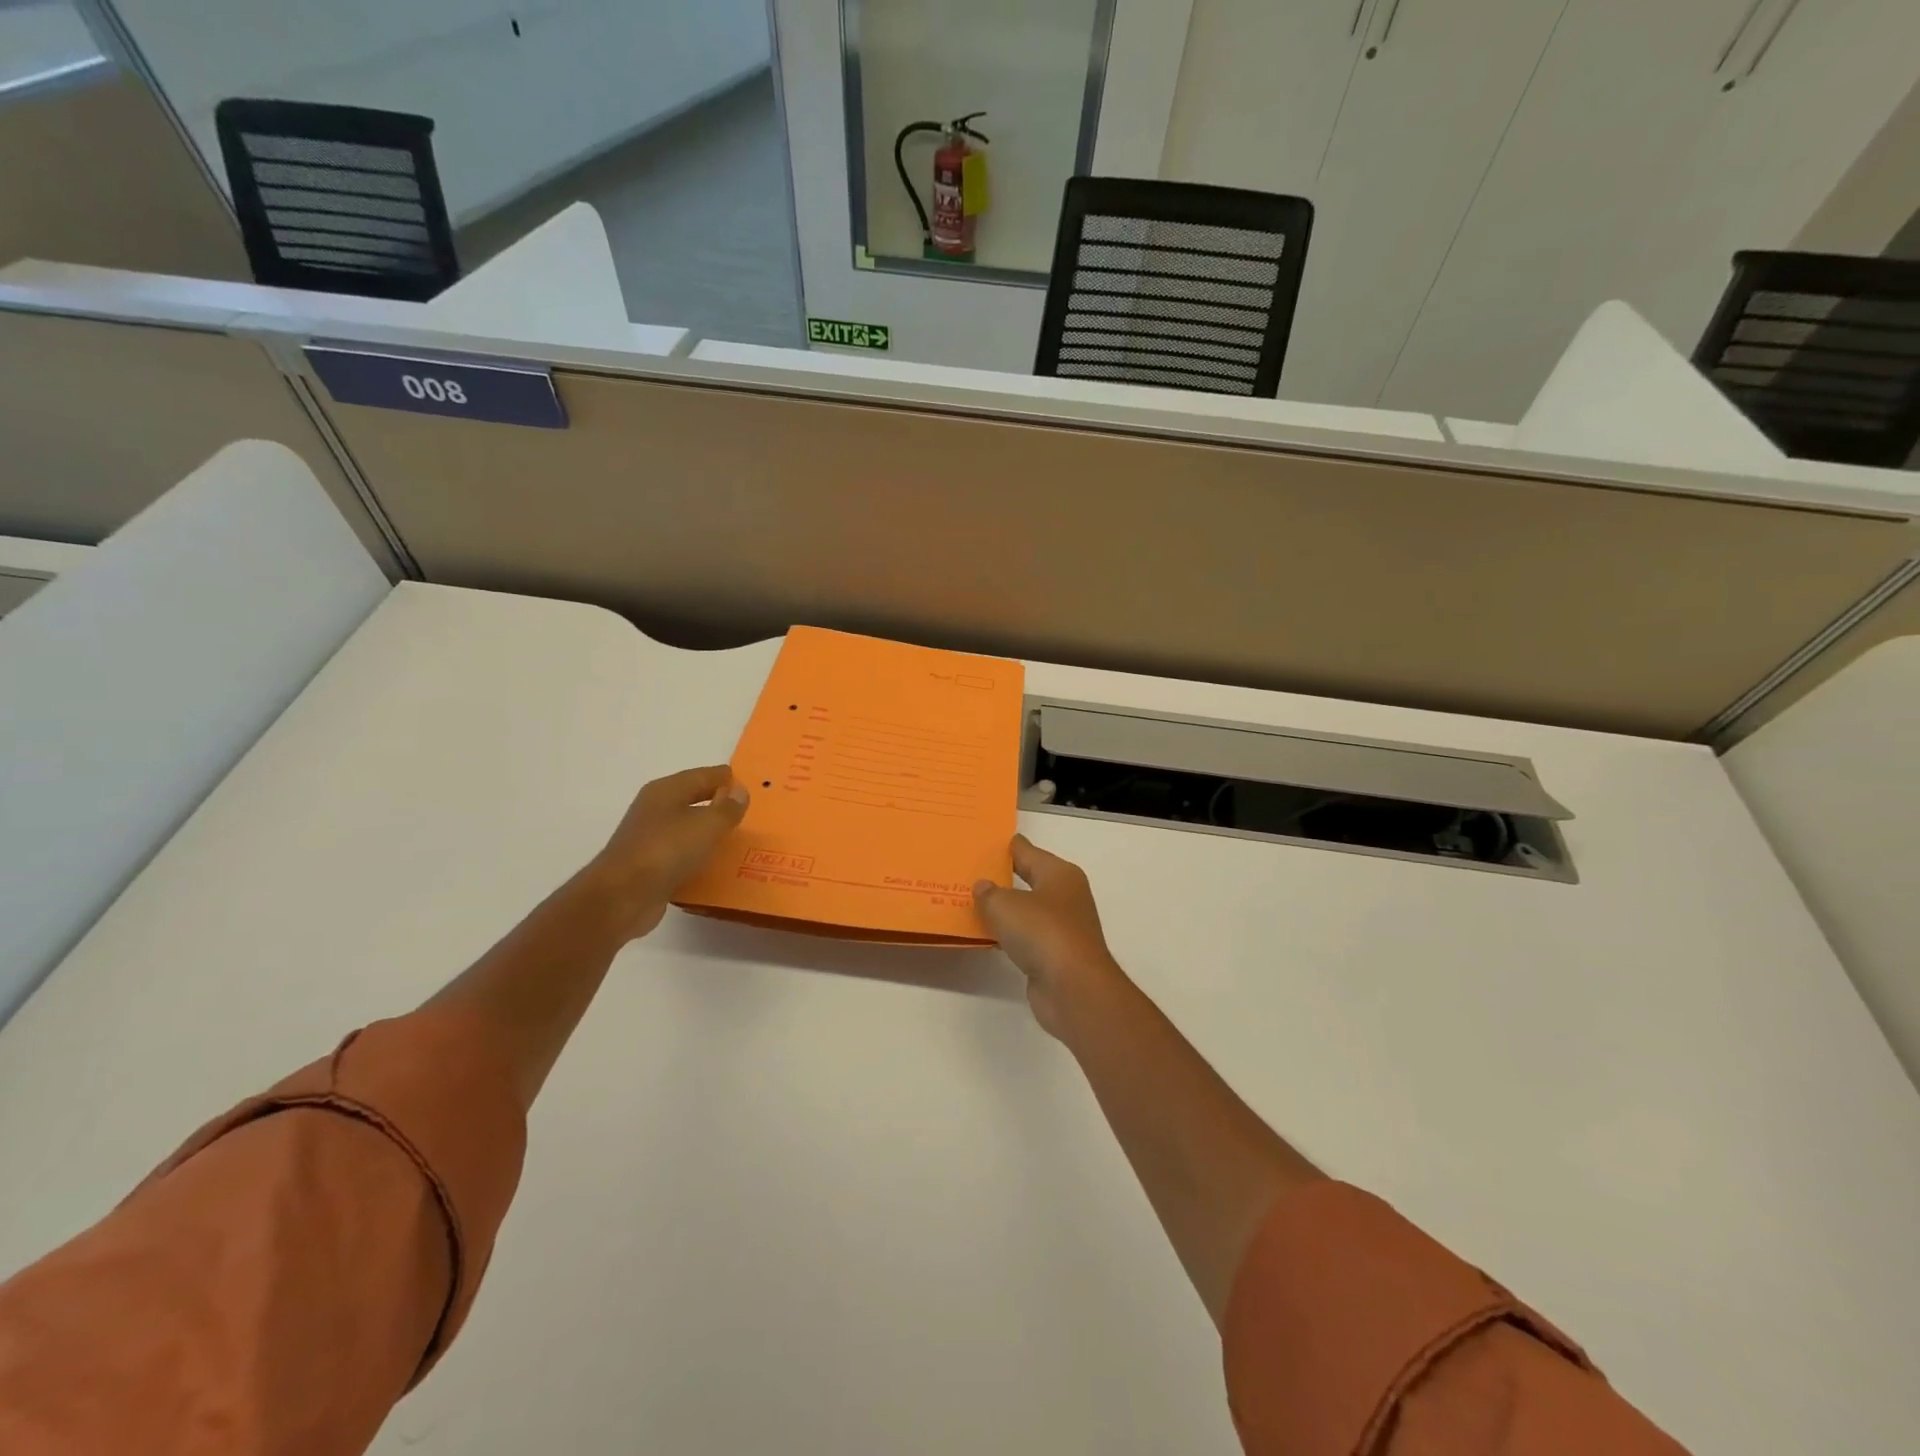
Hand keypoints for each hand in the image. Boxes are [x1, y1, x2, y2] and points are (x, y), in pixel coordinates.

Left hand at [585, 766, 748, 939]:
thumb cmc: (666, 850)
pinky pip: (682, 855)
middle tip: (751, 813)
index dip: (727, 779)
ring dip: (710, 833)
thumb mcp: (707, 824)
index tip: (753, 786)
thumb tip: (740, 790)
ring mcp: (650, 839)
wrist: (622, 896)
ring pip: (688, 829)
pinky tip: (717, 867)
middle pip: (694, 800)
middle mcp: (656, 809)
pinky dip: (699, 857)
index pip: (704, 775)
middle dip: (720, 805)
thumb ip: (728, 808)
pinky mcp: (650, 866)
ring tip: (741, 840)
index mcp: (666, 790)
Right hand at [974, 835, 1129, 1039]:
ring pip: (1026, 910)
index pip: (1027, 851)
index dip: (1006, 846)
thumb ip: (989, 893)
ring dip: (1003, 909)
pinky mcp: (1055, 955)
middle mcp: (1065, 896)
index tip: (982, 842)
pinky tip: (986, 935)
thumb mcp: (1006, 905)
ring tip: (970, 902)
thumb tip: (984, 886)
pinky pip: (1025, 937)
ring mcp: (1063, 927)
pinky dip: (1007, 935)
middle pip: (1028, 879)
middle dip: (1001, 877)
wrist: (1074, 987)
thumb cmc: (1043, 932)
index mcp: (1059, 874)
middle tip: (970, 871)